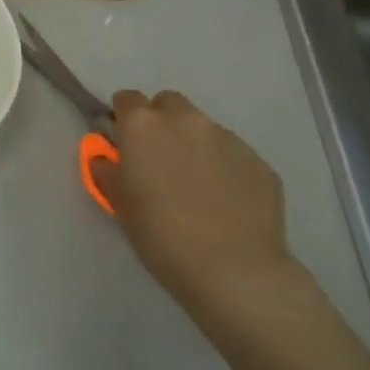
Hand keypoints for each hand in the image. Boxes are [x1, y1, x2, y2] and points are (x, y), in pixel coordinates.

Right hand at [96, 90, 297, 326]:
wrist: (233, 270)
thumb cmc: (159, 232)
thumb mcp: (117, 201)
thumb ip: (108, 169)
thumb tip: (110, 158)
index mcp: (143, 125)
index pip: (127, 99)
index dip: (123, 119)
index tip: (124, 143)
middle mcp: (185, 121)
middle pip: (169, 104)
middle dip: (162, 122)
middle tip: (159, 159)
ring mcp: (228, 139)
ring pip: (204, 129)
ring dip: (194, 144)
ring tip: (197, 185)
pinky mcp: (260, 164)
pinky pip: (234, 155)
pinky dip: (225, 168)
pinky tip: (225, 201)